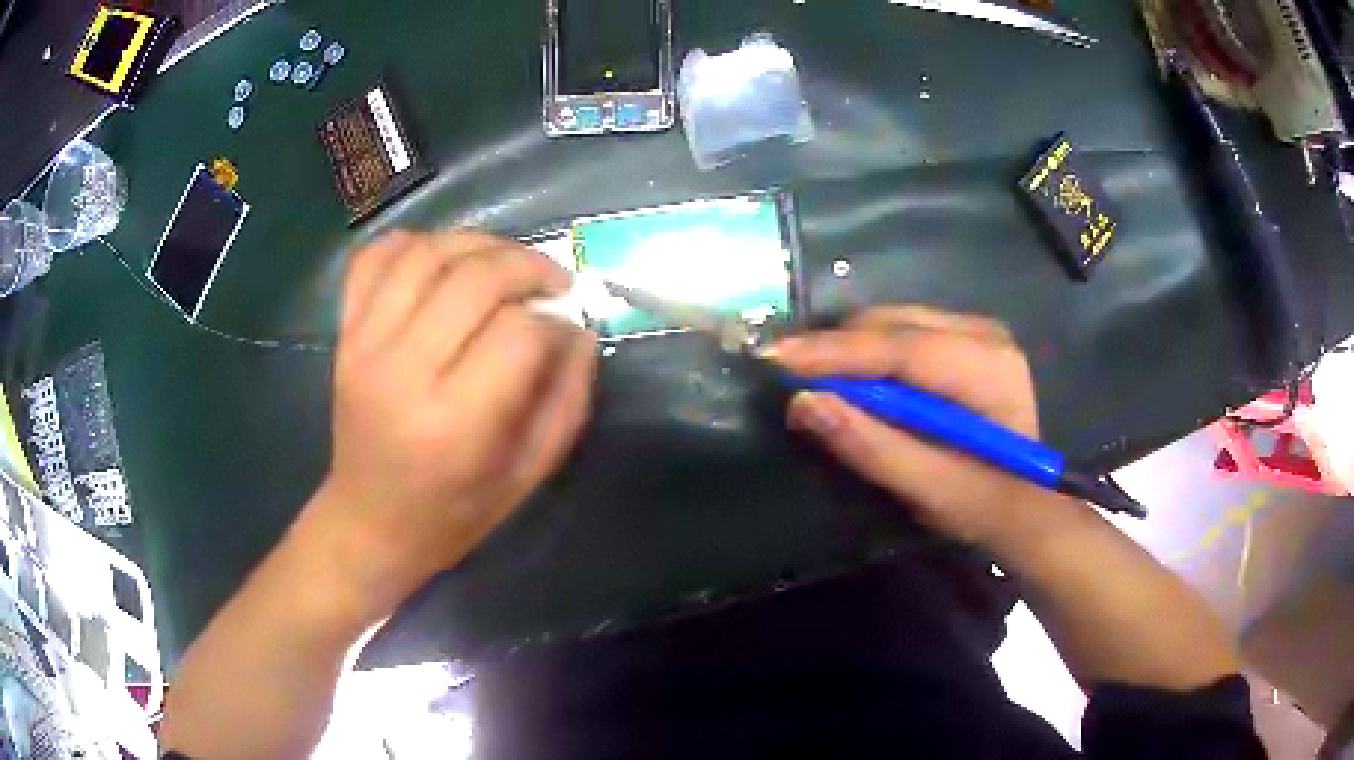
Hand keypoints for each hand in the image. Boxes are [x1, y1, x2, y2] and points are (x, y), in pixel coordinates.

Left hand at [311, 228, 596, 600]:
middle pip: (473, 278)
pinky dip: (411, 242)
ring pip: (425, 253)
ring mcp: (364, 345)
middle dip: (526, 266)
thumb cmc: (454, 512)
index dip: (554, 322)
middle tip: (552, 281)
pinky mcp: (344, 334)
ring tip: (503, 263)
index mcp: (455, 423)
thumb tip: (578, 331)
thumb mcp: (527, 475)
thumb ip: (565, 400)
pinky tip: (441, 259)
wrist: (369, 522)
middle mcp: (403, 371)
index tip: (565, 332)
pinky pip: (372, 257)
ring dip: (477, 243)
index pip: (518, 333)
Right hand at [767, 305, 1064, 545]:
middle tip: (784, 375)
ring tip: (810, 377)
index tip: (776, 359)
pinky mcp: (966, 338)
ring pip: (893, 321)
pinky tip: (852, 378)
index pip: (901, 348)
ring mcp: (977, 330)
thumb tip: (804, 403)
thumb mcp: (931, 489)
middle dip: (835, 348)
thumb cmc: (986, 504)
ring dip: (849, 349)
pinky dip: (869, 351)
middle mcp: (984, 333)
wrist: (1029, 504)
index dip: (835, 352)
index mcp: (987, 368)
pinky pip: (903, 330)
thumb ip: (872, 447)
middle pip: (893, 324)